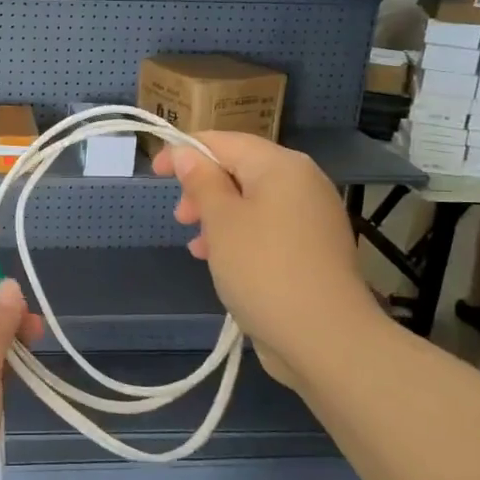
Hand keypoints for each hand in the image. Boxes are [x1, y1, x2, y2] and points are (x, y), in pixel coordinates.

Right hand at [151, 133, 384, 389]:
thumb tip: (187, 153)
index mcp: (281, 166)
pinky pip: (268, 228)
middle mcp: (303, 183)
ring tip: (198, 247)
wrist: (325, 338)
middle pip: (240, 170)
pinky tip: (223, 262)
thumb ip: (201, 182)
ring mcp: (312, 217)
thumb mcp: (221, 221)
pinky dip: (240, 236)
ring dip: (218, 217)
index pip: (224, 142)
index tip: (154, 172)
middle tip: (181, 218)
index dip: (185, 152)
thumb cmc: (263, 269)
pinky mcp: (314, 250)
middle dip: (203, 189)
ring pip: (252, 202)